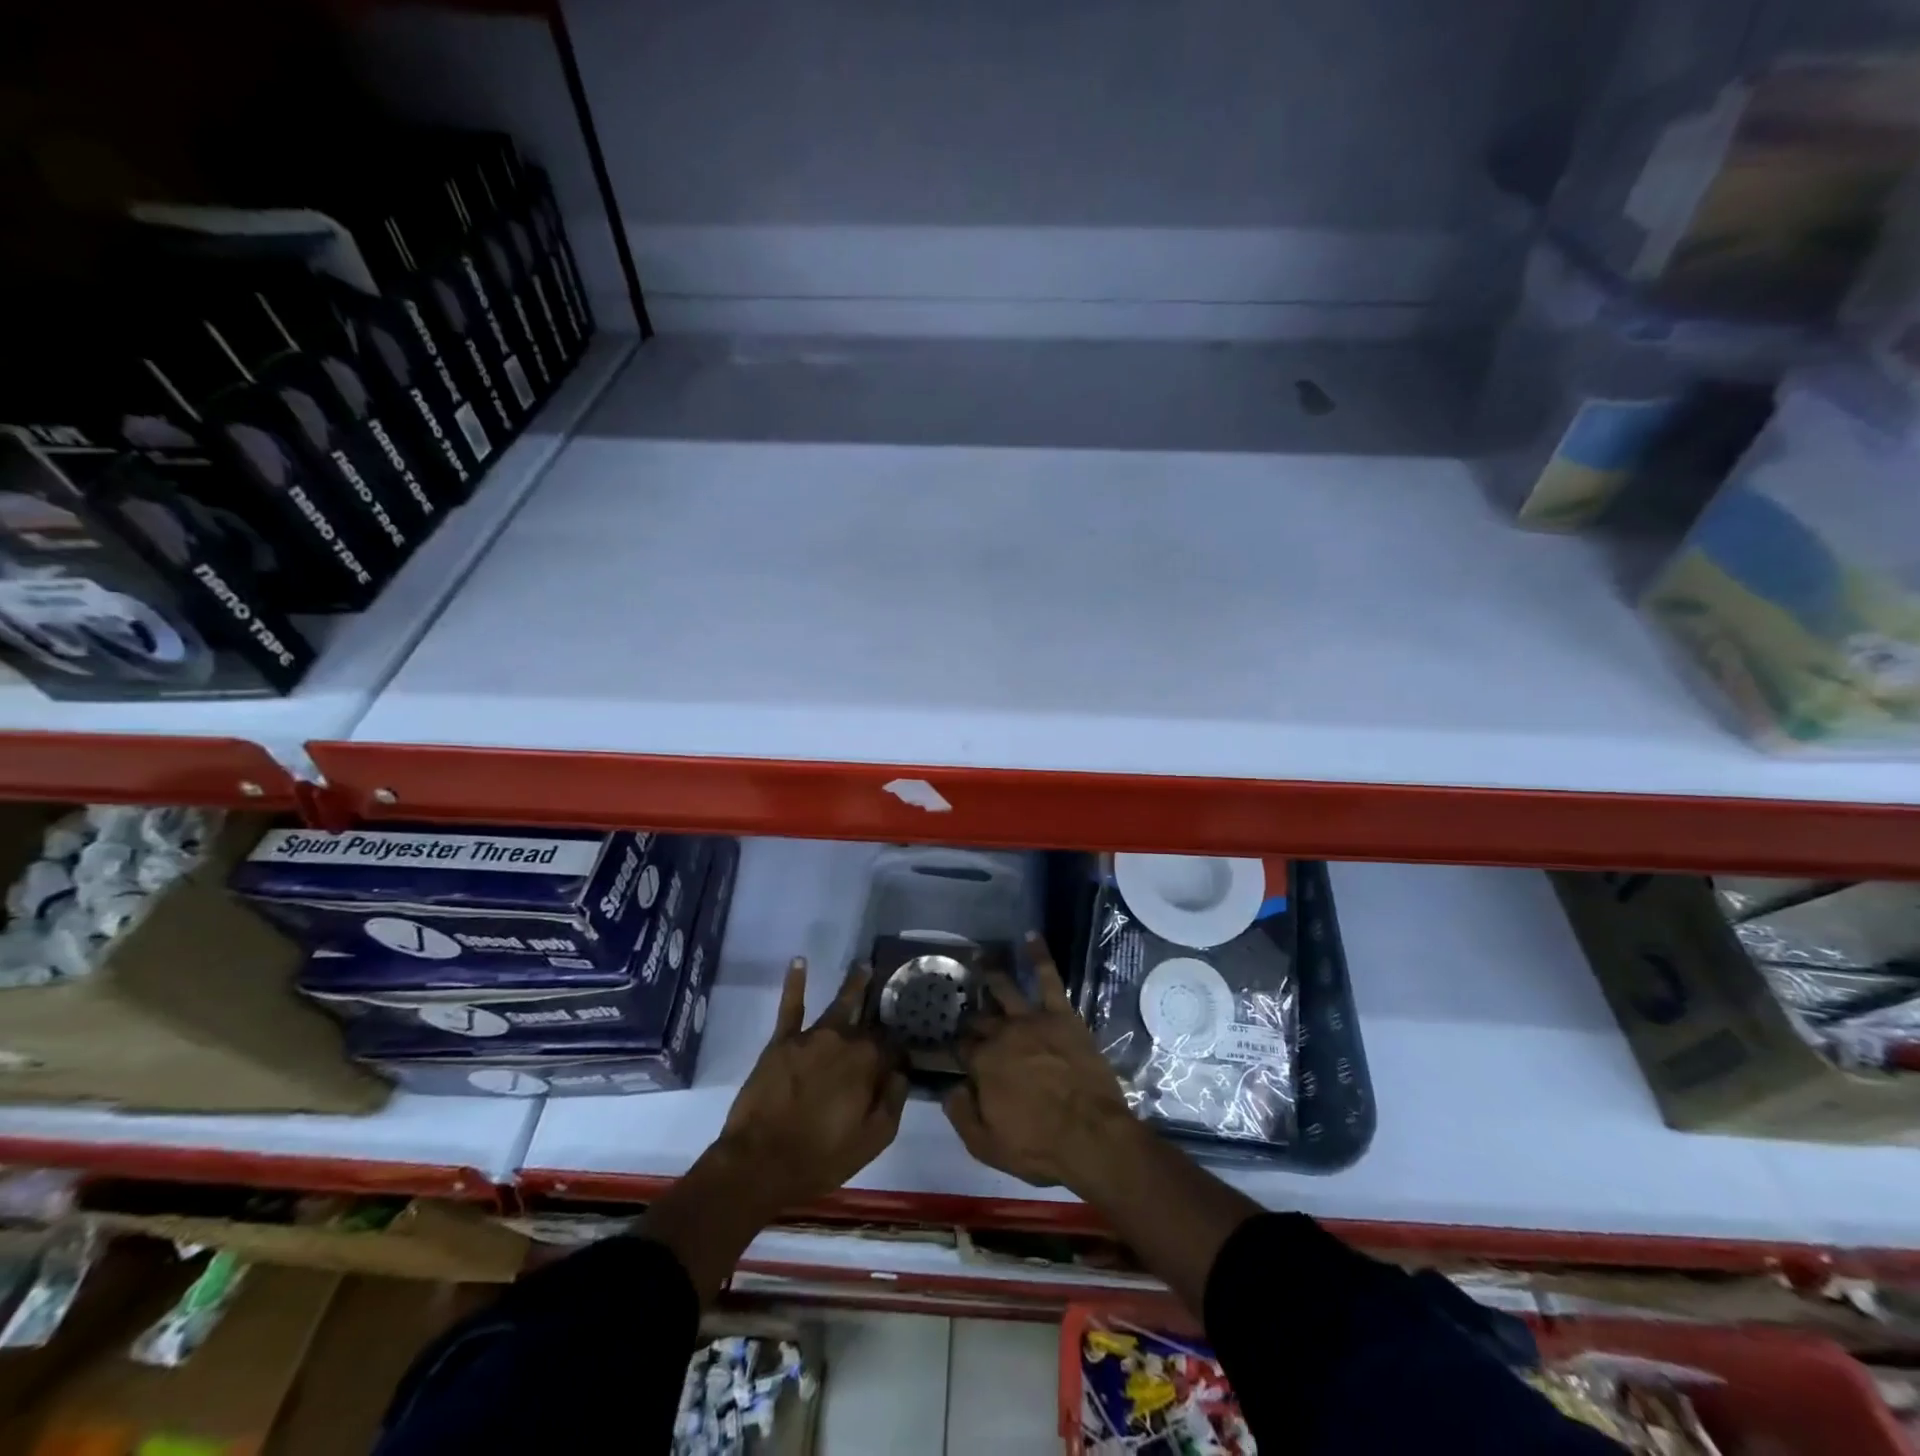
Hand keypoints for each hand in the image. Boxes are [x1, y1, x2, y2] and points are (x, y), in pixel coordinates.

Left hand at [715, 957, 908, 1214]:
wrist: (759, 1163)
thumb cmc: (820, 1158)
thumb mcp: (872, 1140)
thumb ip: (893, 1102)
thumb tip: (902, 1071)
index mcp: (868, 1064)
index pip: (893, 1046)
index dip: (900, 1048)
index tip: (906, 1047)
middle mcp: (844, 1041)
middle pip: (869, 1022)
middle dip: (882, 1009)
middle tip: (894, 991)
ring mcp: (812, 1037)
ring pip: (839, 1004)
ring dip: (854, 985)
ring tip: (864, 966)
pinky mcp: (782, 1041)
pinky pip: (791, 1006)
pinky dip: (795, 982)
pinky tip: (799, 960)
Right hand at [944, 933, 1141, 1190]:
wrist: (1092, 1136)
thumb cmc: (1039, 1147)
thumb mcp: (988, 1146)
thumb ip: (961, 1115)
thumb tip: (950, 1088)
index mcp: (983, 1064)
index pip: (962, 1047)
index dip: (957, 1046)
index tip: (953, 1044)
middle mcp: (1003, 1035)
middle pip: (980, 1019)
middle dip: (970, 1015)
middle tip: (963, 1006)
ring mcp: (1032, 1020)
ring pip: (1005, 990)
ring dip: (990, 974)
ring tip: (979, 958)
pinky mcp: (1062, 1014)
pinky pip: (1048, 979)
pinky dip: (1039, 956)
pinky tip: (1031, 937)